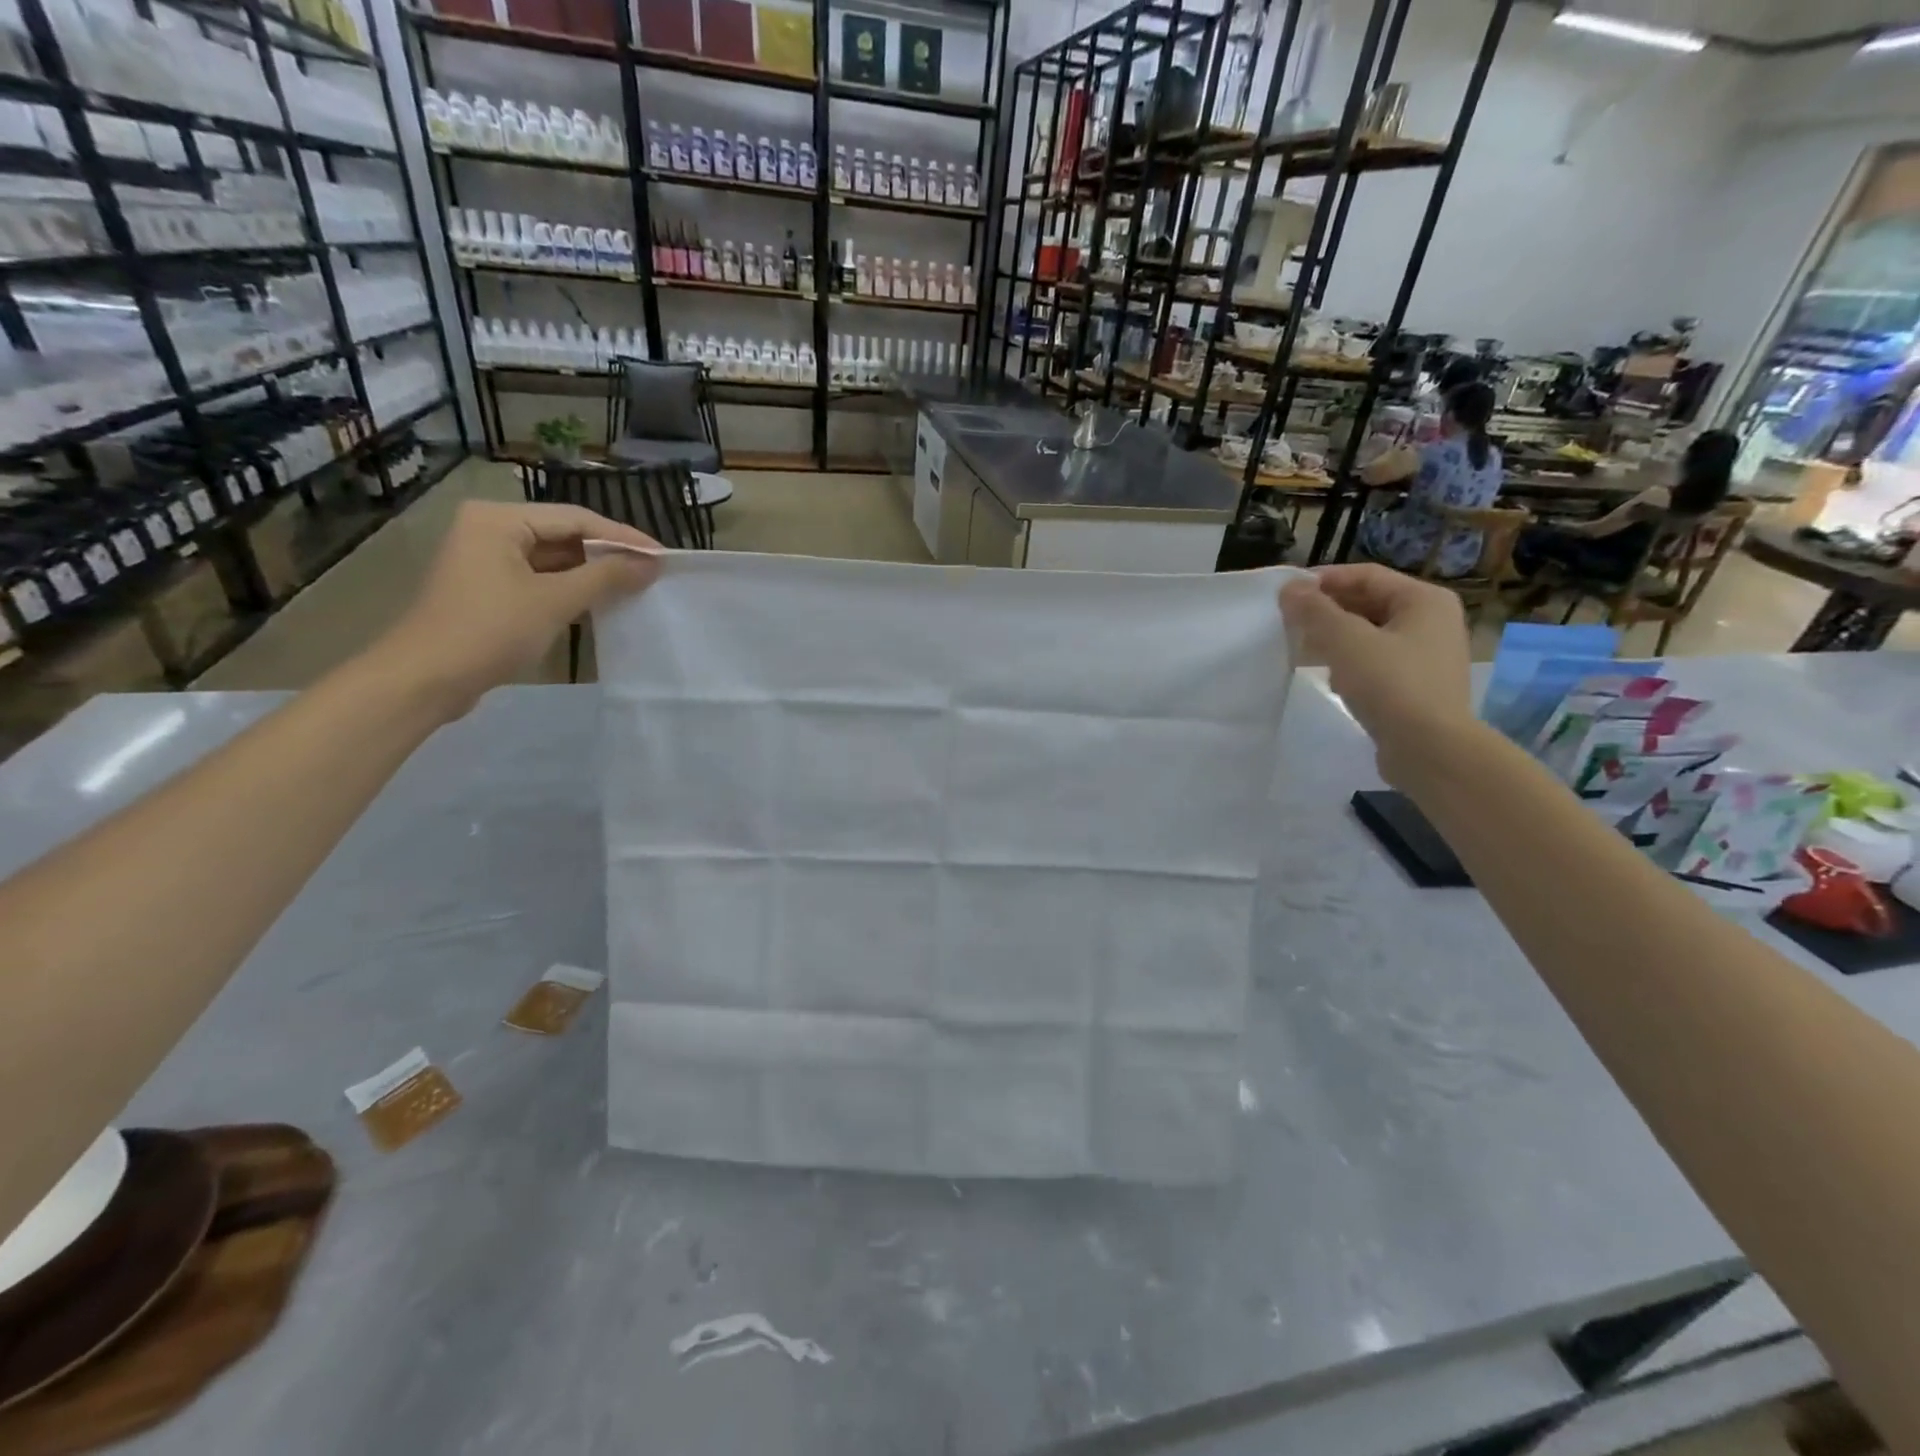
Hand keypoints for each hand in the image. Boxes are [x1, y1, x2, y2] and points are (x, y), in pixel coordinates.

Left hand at [373, 501, 660, 717]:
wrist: (425, 678)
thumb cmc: (490, 630)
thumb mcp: (555, 601)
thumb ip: (606, 577)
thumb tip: (651, 564)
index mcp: (499, 519)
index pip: (576, 518)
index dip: (623, 538)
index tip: (663, 556)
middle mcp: (490, 529)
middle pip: (564, 535)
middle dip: (608, 554)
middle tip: (652, 572)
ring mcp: (486, 560)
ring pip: (553, 559)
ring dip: (592, 573)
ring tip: (635, 586)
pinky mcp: (488, 589)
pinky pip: (540, 579)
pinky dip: (570, 589)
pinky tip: (600, 602)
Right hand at [1280, 565, 1473, 781]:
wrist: (1431, 750)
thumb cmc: (1391, 685)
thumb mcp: (1346, 641)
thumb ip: (1315, 611)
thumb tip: (1289, 588)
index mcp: (1424, 600)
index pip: (1366, 575)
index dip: (1323, 579)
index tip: (1285, 593)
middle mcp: (1432, 621)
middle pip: (1369, 603)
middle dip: (1327, 610)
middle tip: (1288, 621)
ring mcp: (1427, 655)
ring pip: (1371, 634)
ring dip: (1335, 637)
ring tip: (1301, 647)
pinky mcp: (1416, 686)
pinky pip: (1376, 661)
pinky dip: (1349, 662)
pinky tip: (1328, 677)